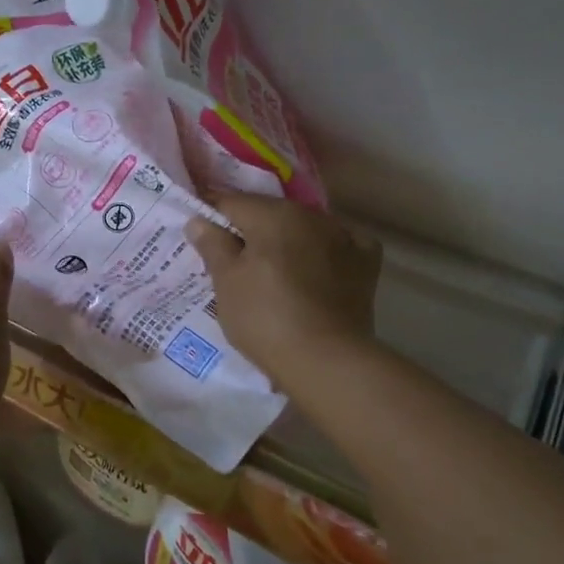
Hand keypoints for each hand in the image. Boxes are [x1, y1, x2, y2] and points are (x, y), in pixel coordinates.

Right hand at [187, 193, 380, 388]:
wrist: (326, 360)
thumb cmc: (264, 318)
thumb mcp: (226, 283)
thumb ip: (213, 245)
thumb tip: (198, 219)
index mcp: (272, 214)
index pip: (231, 202)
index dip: (212, 216)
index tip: (201, 236)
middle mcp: (310, 215)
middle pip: (270, 214)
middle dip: (251, 230)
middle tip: (234, 260)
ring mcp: (344, 236)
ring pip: (304, 228)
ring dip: (288, 241)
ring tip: (275, 271)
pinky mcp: (365, 263)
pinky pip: (340, 245)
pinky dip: (326, 252)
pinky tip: (319, 269)